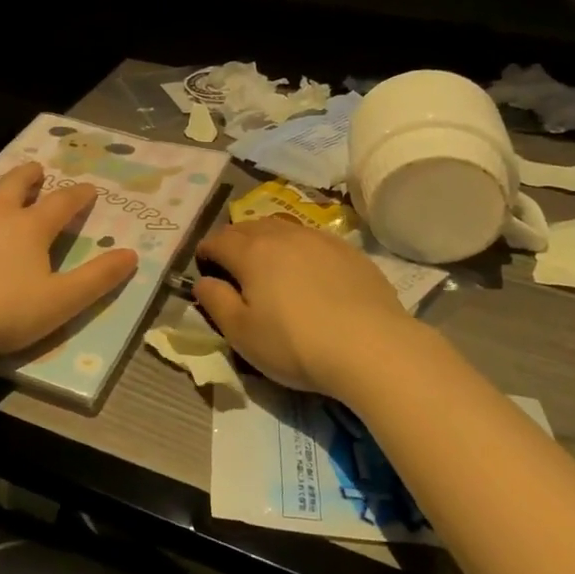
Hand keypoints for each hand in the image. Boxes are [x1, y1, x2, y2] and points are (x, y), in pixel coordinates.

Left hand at [0, 162, 138, 363]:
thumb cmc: (8, 313)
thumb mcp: (64, 300)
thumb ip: (99, 277)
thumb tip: (131, 255)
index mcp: (31, 227)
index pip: (62, 202)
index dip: (78, 195)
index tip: (89, 190)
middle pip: (16, 184)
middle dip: (30, 175)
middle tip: (37, 170)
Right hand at [194, 216, 411, 396]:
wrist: (371, 346)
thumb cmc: (295, 343)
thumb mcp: (242, 333)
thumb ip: (216, 302)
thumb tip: (202, 281)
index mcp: (251, 252)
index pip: (218, 240)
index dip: (206, 251)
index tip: (204, 265)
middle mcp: (283, 235)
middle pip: (249, 227)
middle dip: (234, 240)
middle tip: (232, 263)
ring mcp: (319, 239)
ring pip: (282, 227)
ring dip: (267, 239)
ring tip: (268, 262)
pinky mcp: (349, 251)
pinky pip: (312, 238)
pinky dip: (299, 247)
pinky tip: (307, 270)